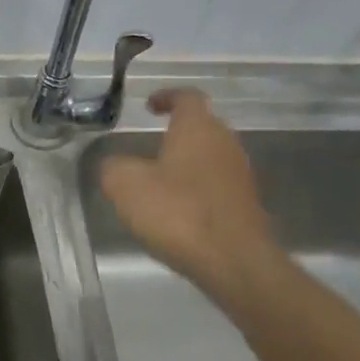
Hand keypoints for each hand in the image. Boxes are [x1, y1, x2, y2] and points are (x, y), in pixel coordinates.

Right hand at [99, 89, 288, 316]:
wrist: (235, 264)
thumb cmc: (178, 212)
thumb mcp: (125, 185)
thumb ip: (113, 166)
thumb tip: (113, 164)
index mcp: (198, 128)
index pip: (187, 97)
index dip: (167, 96)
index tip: (149, 106)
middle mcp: (225, 143)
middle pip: (203, 125)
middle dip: (177, 130)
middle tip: (150, 142)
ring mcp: (240, 175)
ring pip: (210, 156)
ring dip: (187, 161)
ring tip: (159, 178)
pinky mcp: (246, 205)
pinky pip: (217, 184)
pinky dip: (197, 188)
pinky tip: (178, 209)